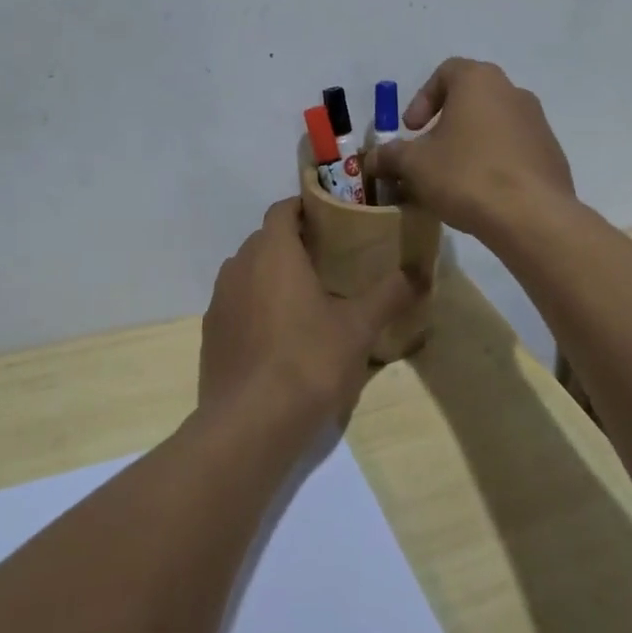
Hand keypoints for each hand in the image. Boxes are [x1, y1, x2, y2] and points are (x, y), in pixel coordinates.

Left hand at [199, 199, 418, 429]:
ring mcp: (219, 301)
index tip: (333, 219)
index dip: (306, 208)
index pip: (283, 209)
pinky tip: (280, 335)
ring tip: (307, 297)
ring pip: (248, 272)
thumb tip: (420, 273)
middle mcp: (239, 266)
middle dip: (294, 243)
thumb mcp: (359, 328)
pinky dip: (256, 306)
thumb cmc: (308, 361)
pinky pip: (237, 303)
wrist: (250, 424)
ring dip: (272, 275)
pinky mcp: (211, 333)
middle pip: (265, 240)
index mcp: (273, 252)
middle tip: (330, 260)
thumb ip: (390, 294)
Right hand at [362, 58, 573, 235]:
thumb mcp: (414, 165)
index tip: (411, 129)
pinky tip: (483, 194)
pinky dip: (495, 163)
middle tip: (428, 154)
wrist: (531, 216)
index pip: (446, 72)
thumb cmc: (466, 175)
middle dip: (445, 124)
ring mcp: (538, 123)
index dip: (422, 99)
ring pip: (494, 126)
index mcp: (479, 81)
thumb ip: (390, 156)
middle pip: (471, 99)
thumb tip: (372, 159)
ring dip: (470, 145)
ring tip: (453, 179)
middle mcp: (513, 92)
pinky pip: (514, 151)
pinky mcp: (552, 155)